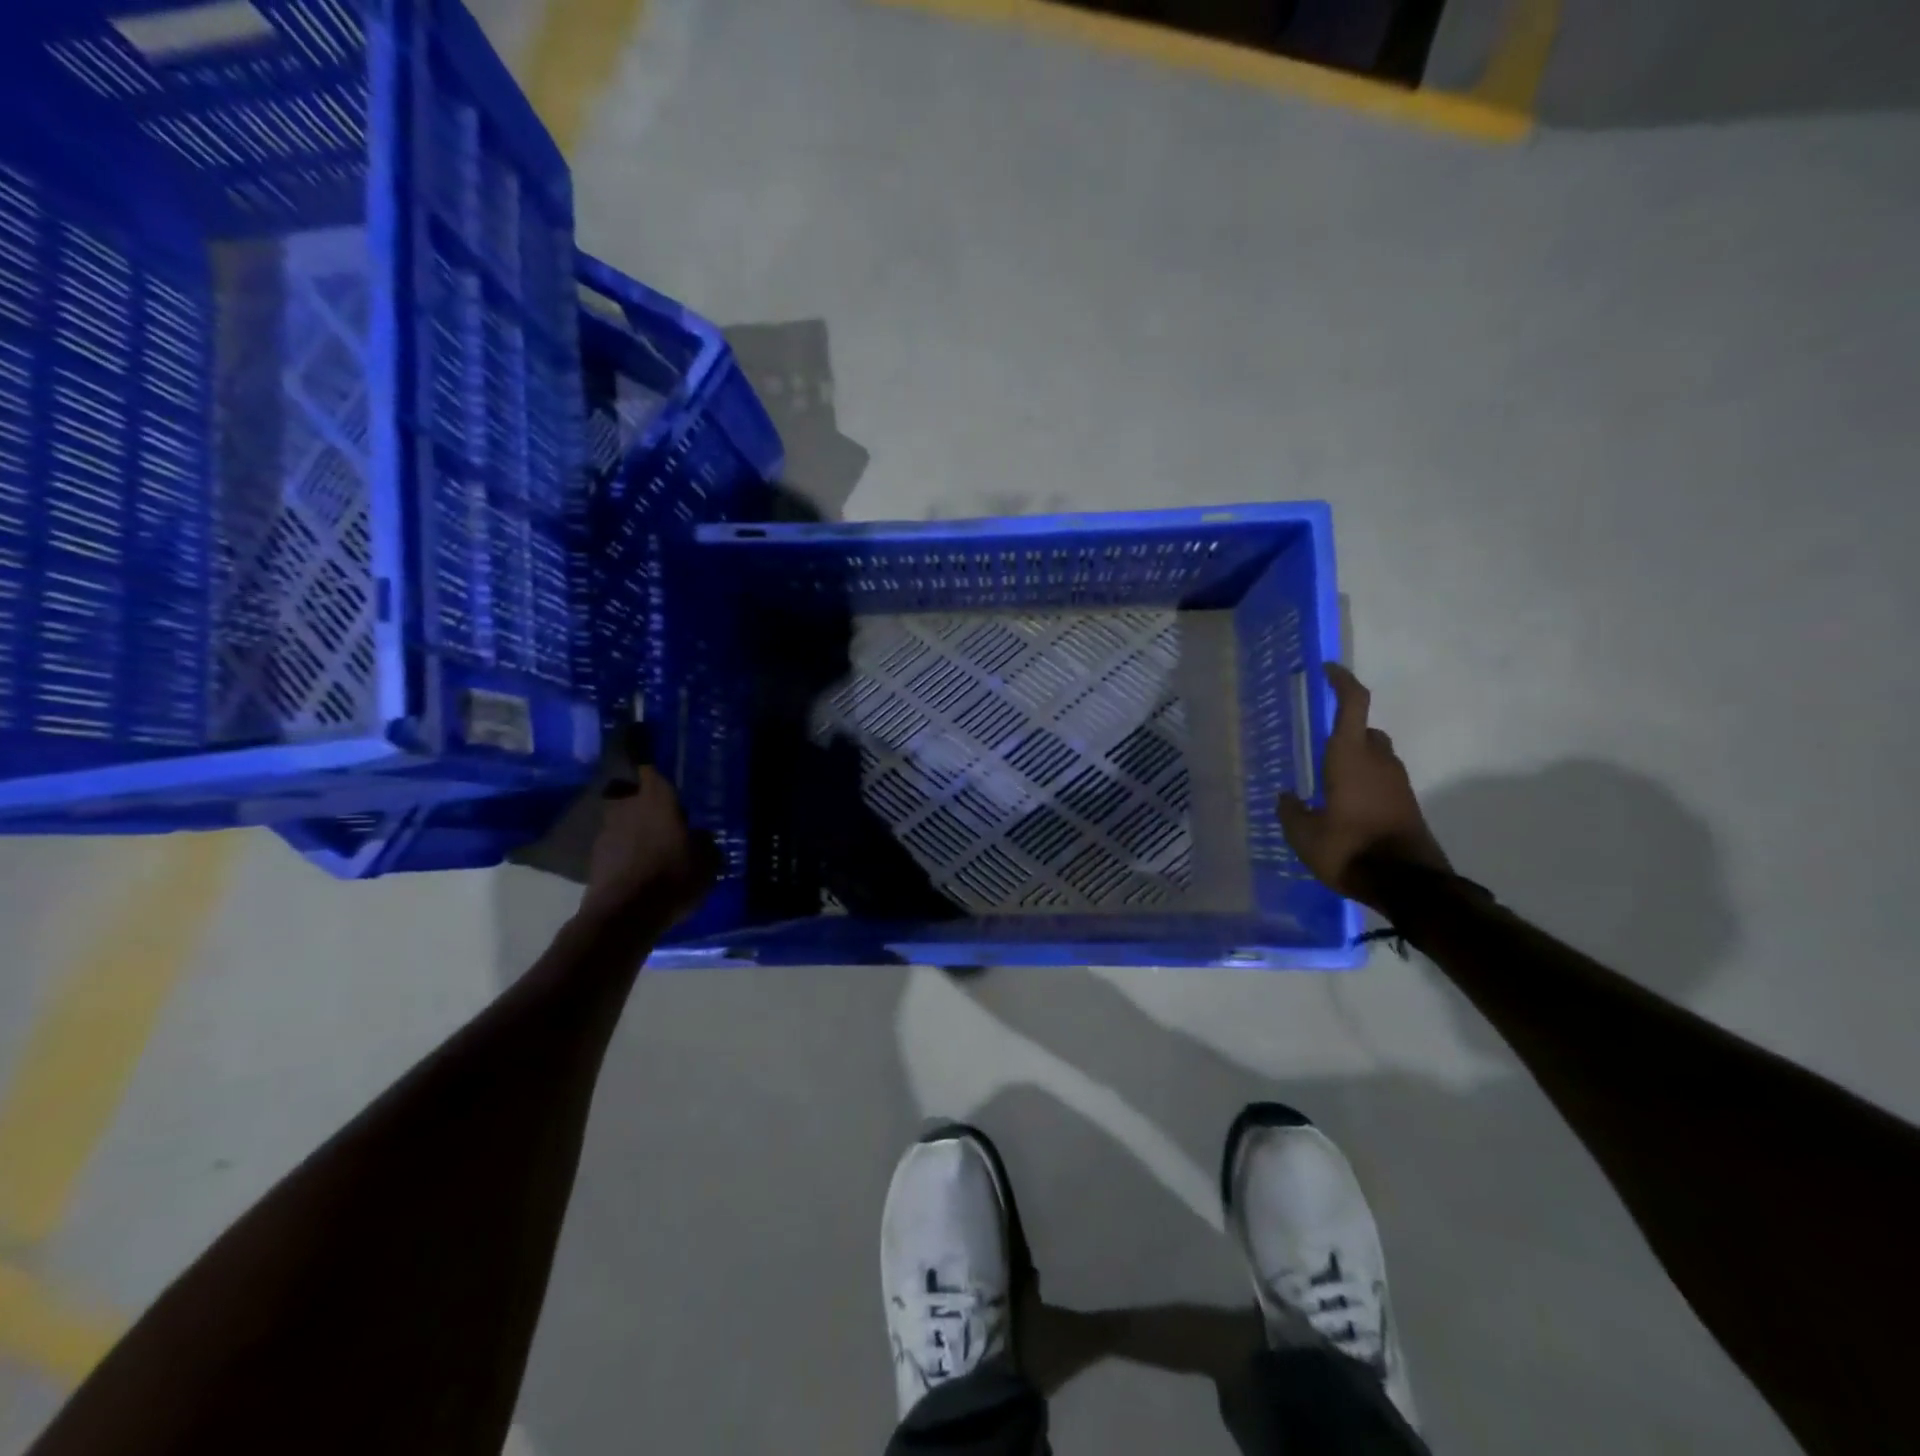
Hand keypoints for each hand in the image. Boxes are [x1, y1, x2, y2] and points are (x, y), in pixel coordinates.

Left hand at [581, 761, 719, 927]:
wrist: (624, 914)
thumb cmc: (673, 876)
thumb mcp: (708, 862)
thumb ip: (705, 842)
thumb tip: (699, 836)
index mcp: (657, 799)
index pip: (650, 769)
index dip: (655, 772)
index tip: (664, 777)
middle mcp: (627, 806)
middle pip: (631, 794)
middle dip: (644, 802)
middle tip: (661, 815)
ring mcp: (606, 832)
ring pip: (621, 820)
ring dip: (632, 828)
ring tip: (650, 846)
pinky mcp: (594, 858)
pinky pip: (614, 846)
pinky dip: (624, 852)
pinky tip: (638, 867)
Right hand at [1276, 663, 1450, 911]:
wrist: (1408, 885)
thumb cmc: (1349, 850)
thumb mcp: (1304, 836)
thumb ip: (1291, 812)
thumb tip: (1286, 798)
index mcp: (1351, 757)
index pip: (1353, 705)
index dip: (1341, 682)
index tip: (1327, 670)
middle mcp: (1379, 762)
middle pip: (1366, 731)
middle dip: (1346, 730)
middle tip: (1319, 744)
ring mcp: (1398, 783)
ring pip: (1376, 757)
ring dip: (1357, 759)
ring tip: (1329, 781)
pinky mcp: (1407, 804)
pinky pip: (1383, 780)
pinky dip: (1365, 783)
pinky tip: (1346, 806)